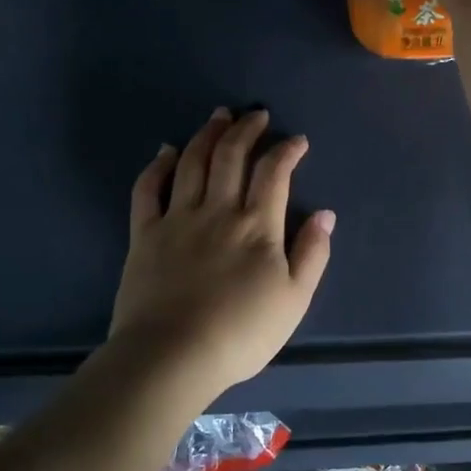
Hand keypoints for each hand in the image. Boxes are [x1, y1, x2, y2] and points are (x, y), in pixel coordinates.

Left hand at [108, 109, 334, 401]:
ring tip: (218, 116)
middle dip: (246, 129)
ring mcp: (178, 218)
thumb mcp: (294, 300)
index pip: (274, 173)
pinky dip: (158, 166)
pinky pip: (149, 189)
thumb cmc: (241, 333)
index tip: (297, 140)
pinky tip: (167, 151)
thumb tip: (325, 214)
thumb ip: (312, 253)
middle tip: (255, 114)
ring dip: (207, 134)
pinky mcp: (146, 234)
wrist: (172, 356)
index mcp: (257, 225)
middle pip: (231, 156)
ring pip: (193, 162)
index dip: (287, 150)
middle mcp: (218, 210)